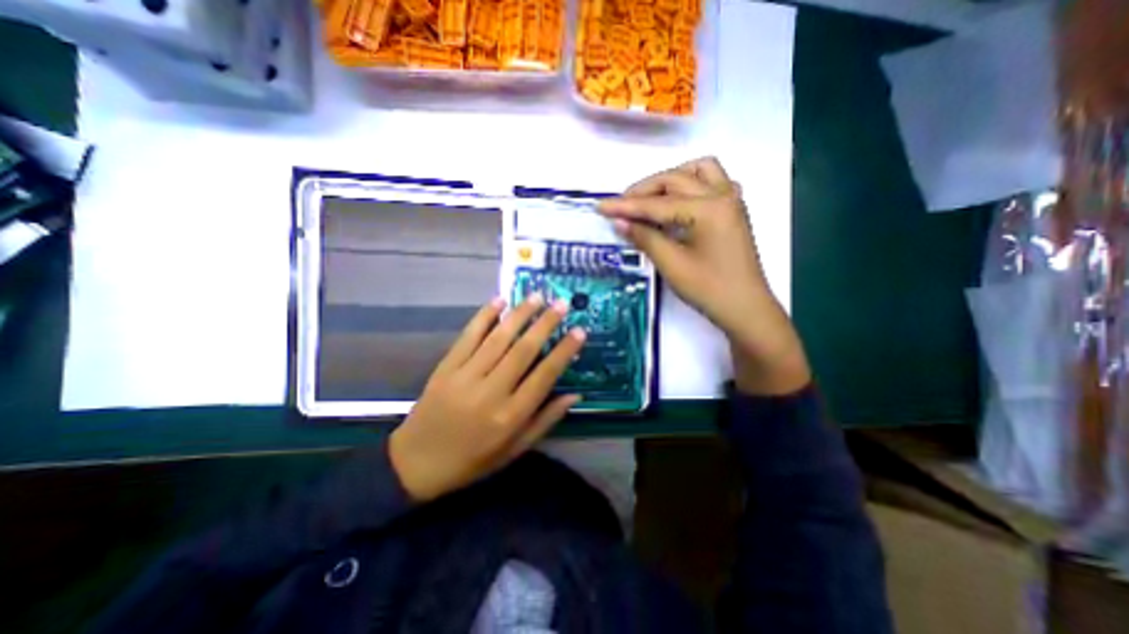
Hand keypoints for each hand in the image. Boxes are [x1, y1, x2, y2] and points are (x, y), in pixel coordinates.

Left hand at [392, 296, 585, 502]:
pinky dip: (484, 317)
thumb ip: (545, 420)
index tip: (579, 331)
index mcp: (510, 416)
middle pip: (523, 350)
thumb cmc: (473, 460)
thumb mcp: (515, 449)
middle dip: (545, 324)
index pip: (545, 376)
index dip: (564, 351)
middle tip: (561, 303)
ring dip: (519, 314)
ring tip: (537, 296)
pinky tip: (499, 301)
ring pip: (498, 338)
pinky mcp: (446, 367)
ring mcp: (465, 376)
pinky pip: (468, 336)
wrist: (416, 463)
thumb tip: (574, 394)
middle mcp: (490, 392)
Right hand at [600, 156, 811, 395]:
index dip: (626, 206)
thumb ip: (645, 238)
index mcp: (708, 208)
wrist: (745, 308)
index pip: (657, 204)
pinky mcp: (733, 210)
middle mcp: (722, 195)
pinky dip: (691, 184)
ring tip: (650, 199)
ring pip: (698, 171)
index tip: (601, 206)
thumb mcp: (672, 264)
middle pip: (675, 179)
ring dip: (670, 179)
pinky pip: (712, 182)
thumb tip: (620, 222)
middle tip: (621, 206)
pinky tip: (679, 201)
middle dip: (644, 190)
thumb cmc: (709, 289)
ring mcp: (731, 200)